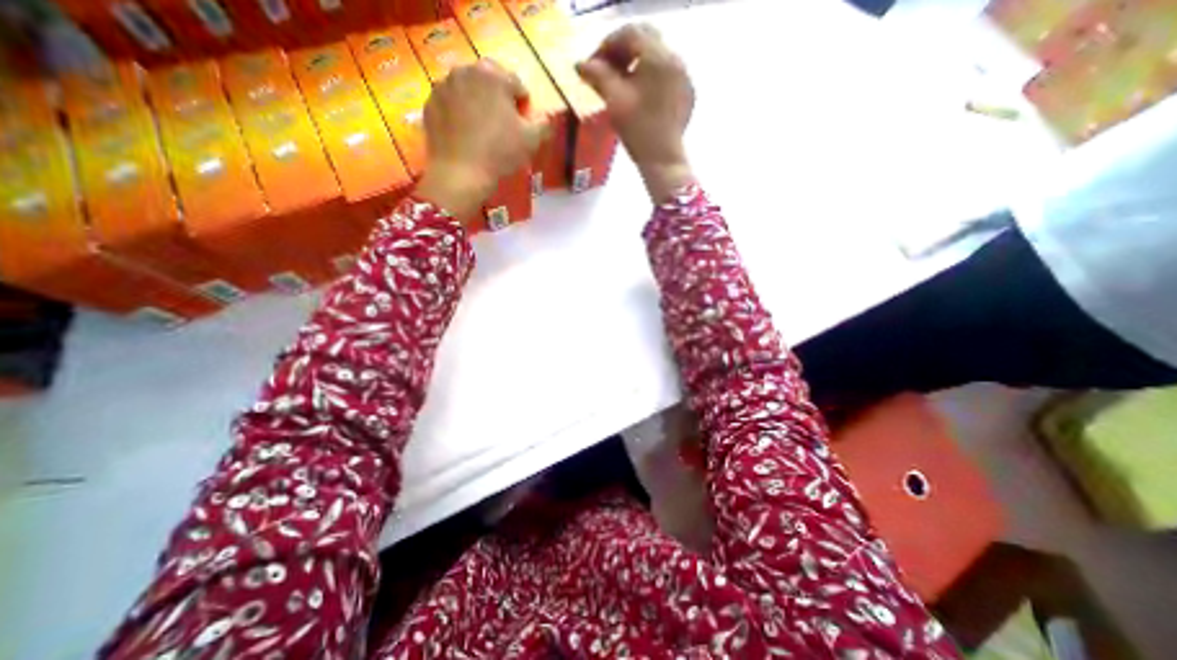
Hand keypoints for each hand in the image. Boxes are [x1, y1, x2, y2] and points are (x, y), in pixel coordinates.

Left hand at [416, 60, 543, 219]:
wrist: (460, 174)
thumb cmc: (500, 153)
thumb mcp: (531, 141)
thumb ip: (544, 124)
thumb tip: (546, 118)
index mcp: (493, 75)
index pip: (516, 84)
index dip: (523, 104)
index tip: (522, 123)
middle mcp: (465, 71)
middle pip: (489, 81)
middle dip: (498, 98)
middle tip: (503, 124)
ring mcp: (443, 86)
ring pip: (467, 90)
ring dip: (477, 103)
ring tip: (482, 130)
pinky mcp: (429, 104)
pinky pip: (450, 103)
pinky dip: (458, 113)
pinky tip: (465, 134)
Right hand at [577, 22, 691, 200]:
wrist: (663, 160)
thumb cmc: (638, 131)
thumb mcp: (614, 101)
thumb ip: (597, 76)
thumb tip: (580, 64)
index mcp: (658, 56)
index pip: (630, 34)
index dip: (607, 45)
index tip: (593, 64)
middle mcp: (676, 59)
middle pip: (646, 40)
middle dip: (622, 51)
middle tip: (605, 70)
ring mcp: (684, 76)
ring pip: (657, 57)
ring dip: (636, 63)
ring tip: (620, 83)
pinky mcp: (687, 93)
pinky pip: (666, 73)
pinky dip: (649, 76)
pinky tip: (639, 95)